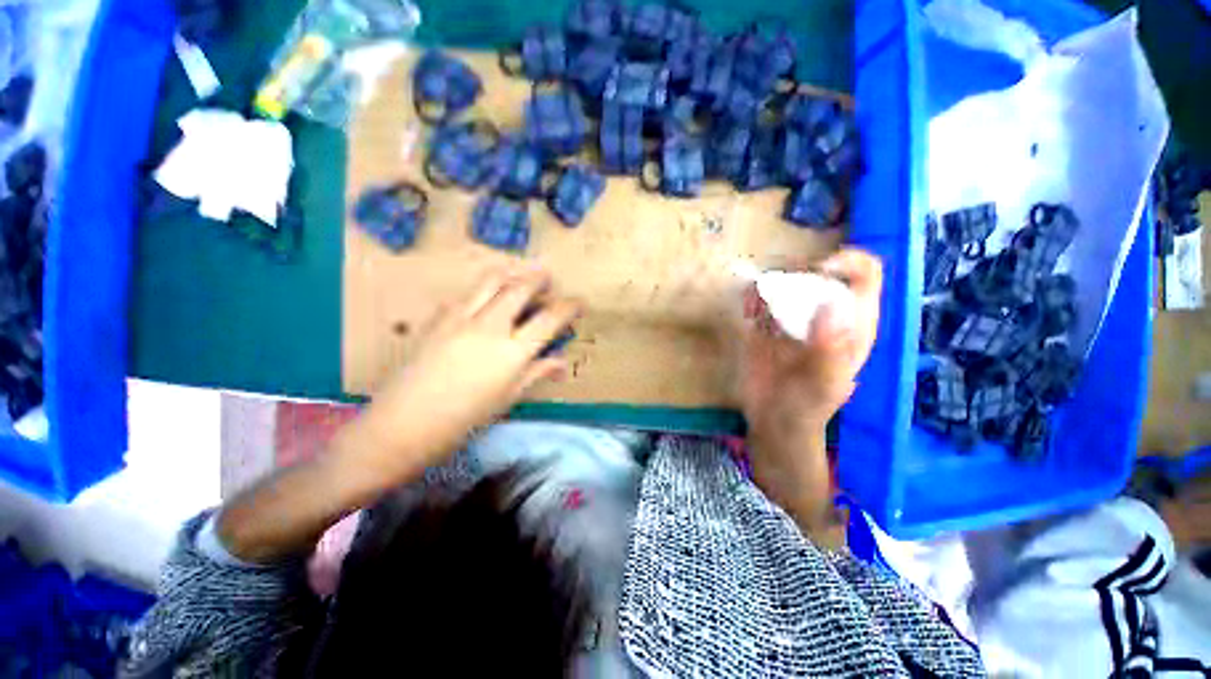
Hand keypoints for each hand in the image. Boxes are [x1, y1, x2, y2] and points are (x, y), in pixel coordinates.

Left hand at [353, 264, 581, 477]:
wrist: (402, 425)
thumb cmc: (463, 420)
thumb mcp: (507, 398)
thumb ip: (536, 373)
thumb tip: (561, 363)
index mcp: (512, 352)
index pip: (550, 318)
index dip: (569, 306)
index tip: (579, 302)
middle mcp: (490, 326)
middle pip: (521, 288)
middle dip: (540, 279)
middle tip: (549, 280)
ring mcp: (461, 317)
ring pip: (492, 281)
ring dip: (512, 275)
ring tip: (521, 278)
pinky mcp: (438, 317)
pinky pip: (466, 294)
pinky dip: (483, 290)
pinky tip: (485, 300)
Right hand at [732, 248, 881, 537]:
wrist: (773, 421)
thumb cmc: (807, 406)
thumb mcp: (825, 382)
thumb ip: (830, 347)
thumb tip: (829, 304)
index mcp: (852, 323)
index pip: (864, 273)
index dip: (846, 262)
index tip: (817, 271)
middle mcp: (824, 313)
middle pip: (820, 271)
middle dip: (800, 269)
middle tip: (779, 286)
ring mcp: (793, 317)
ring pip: (787, 281)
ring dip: (772, 280)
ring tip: (759, 298)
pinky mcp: (765, 324)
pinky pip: (759, 299)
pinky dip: (752, 295)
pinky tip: (748, 307)